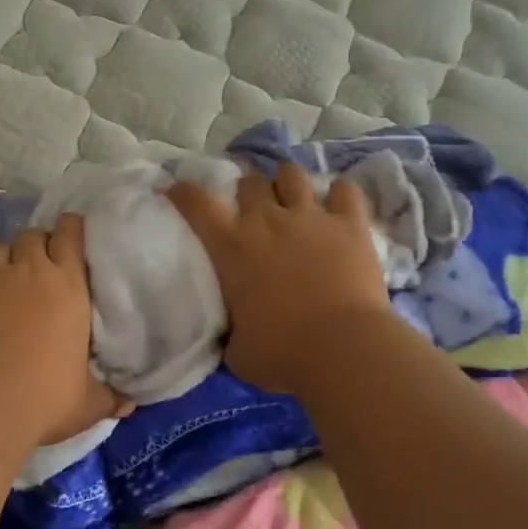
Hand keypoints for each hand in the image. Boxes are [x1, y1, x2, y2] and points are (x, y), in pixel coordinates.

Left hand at [0, 214, 127, 449]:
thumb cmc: (43, 396)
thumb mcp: (86, 403)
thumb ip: (109, 398)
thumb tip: (129, 406)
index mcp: (68, 285)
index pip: (70, 235)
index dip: (72, 230)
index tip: (74, 238)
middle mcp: (30, 270)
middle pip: (34, 235)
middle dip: (40, 243)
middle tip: (44, 263)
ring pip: (2, 246)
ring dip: (10, 256)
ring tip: (12, 275)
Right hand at [168, 163, 389, 394]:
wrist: (342, 349)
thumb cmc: (282, 353)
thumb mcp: (238, 351)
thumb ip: (231, 334)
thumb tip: (232, 336)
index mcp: (231, 247)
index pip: (197, 204)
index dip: (183, 192)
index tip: (177, 191)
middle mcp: (267, 221)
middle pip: (250, 182)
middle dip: (247, 192)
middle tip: (253, 211)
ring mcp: (311, 217)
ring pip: (292, 175)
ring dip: (288, 184)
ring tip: (293, 199)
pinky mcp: (350, 224)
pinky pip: (345, 190)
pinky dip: (340, 195)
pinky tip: (339, 207)